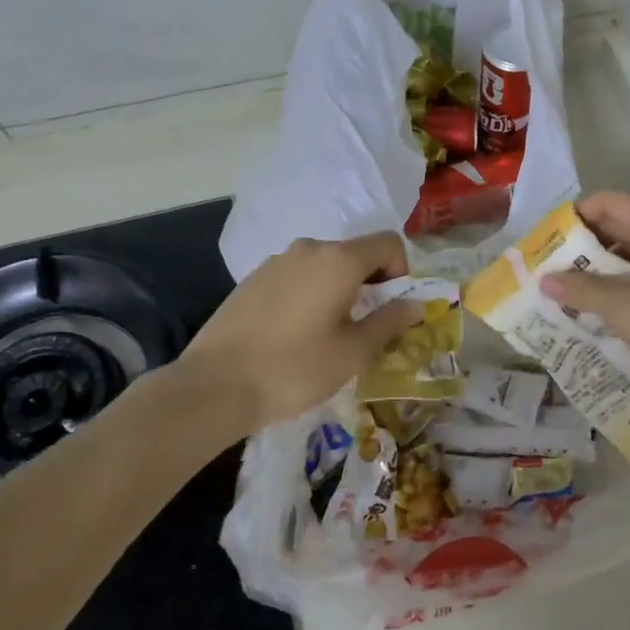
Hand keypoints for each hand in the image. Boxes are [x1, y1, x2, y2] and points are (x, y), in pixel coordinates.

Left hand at [180, 233, 424, 430]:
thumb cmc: (294, 369)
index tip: (392, 308)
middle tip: (365, 327)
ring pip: (324, 266)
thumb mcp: (352, 353)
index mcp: (339, 260)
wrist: (213, 386)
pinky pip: (296, 277)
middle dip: (370, 283)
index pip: (388, 243)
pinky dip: (309, 294)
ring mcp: (276, 262)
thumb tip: (416, 305)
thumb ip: (389, 322)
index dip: (401, 271)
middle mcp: (308, 249)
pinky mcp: (252, 279)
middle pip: (355, 253)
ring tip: (328, 334)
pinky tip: (294, 334)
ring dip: (338, 289)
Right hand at [541, 192, 629, 400]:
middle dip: (582, 247)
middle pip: (618, 225)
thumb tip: (544, 280)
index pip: (606, 202)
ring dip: (599, 269)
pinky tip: (597, 307)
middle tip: (547, 269)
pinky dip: (621, 284)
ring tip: (564, 291)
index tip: (544, 243)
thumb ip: (581, 290)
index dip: (573, 218)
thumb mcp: (624, 307)